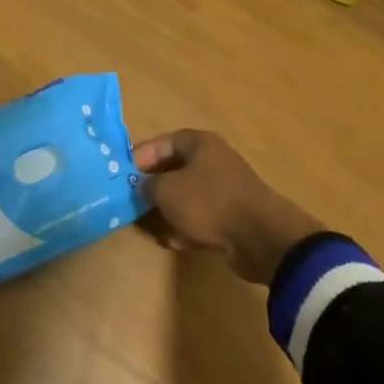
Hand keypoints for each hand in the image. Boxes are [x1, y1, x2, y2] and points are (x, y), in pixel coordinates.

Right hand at [132, 129, 322, 284]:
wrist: (259, 238)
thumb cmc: (208, 202)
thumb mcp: (167, 190)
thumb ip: (147, 185)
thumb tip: (142, 185)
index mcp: (201, 144)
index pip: (164, 141)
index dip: (142, 155)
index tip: (124, 173)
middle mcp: (214, 161)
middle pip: (176, 169)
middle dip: (154, 186)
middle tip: (134, 200)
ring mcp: (225, 190)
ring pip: (188, 196)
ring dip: (170, 210)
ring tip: (152, 224)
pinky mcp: (232, 217)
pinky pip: (202, 218)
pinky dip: (188, 228)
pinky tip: (175, 241)